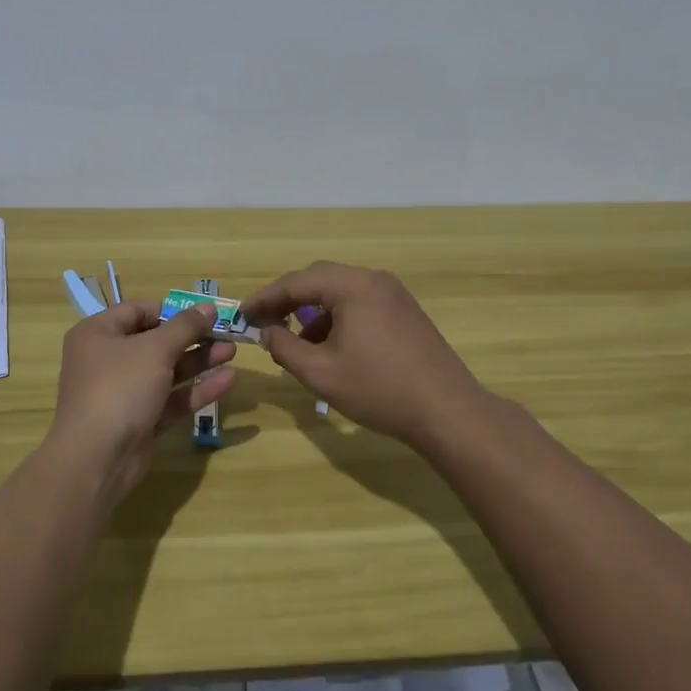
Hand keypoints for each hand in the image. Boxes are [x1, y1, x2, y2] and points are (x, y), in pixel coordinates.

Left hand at [48, 302, 236, 506]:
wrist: (96, 459)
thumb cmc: (120, 387)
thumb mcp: (155, 349)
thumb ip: (185, 327)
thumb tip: (208, 307)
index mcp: (99, 334)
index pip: (138, 311)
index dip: (172, 311)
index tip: (204, 314)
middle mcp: (108, 360)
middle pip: (156, 342)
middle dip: (193, 337)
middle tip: (226, 333)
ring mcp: (124, 393)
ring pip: (167, 371)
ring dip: (199, 361)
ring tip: (232, 352)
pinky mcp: (140, 421)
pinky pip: (171, 399)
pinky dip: (196, 390)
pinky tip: (228, 380)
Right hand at [240, 262, 486, 446]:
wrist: (448, 411)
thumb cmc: (379, 389)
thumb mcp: (321, 373)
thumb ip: (285, 348)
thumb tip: (267, 333)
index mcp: (353, 286)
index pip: (297, 282)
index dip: (265, 298)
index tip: (242, 314)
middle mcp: (374, 280)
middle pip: (319, 279)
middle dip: (288, 301)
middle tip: (263, 323)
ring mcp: (393, 294)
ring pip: (340, 292)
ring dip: (313, 312)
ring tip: (295, 343)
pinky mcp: (405, 312)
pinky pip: (360, 304)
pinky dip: (337, 319)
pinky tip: (330, 348)